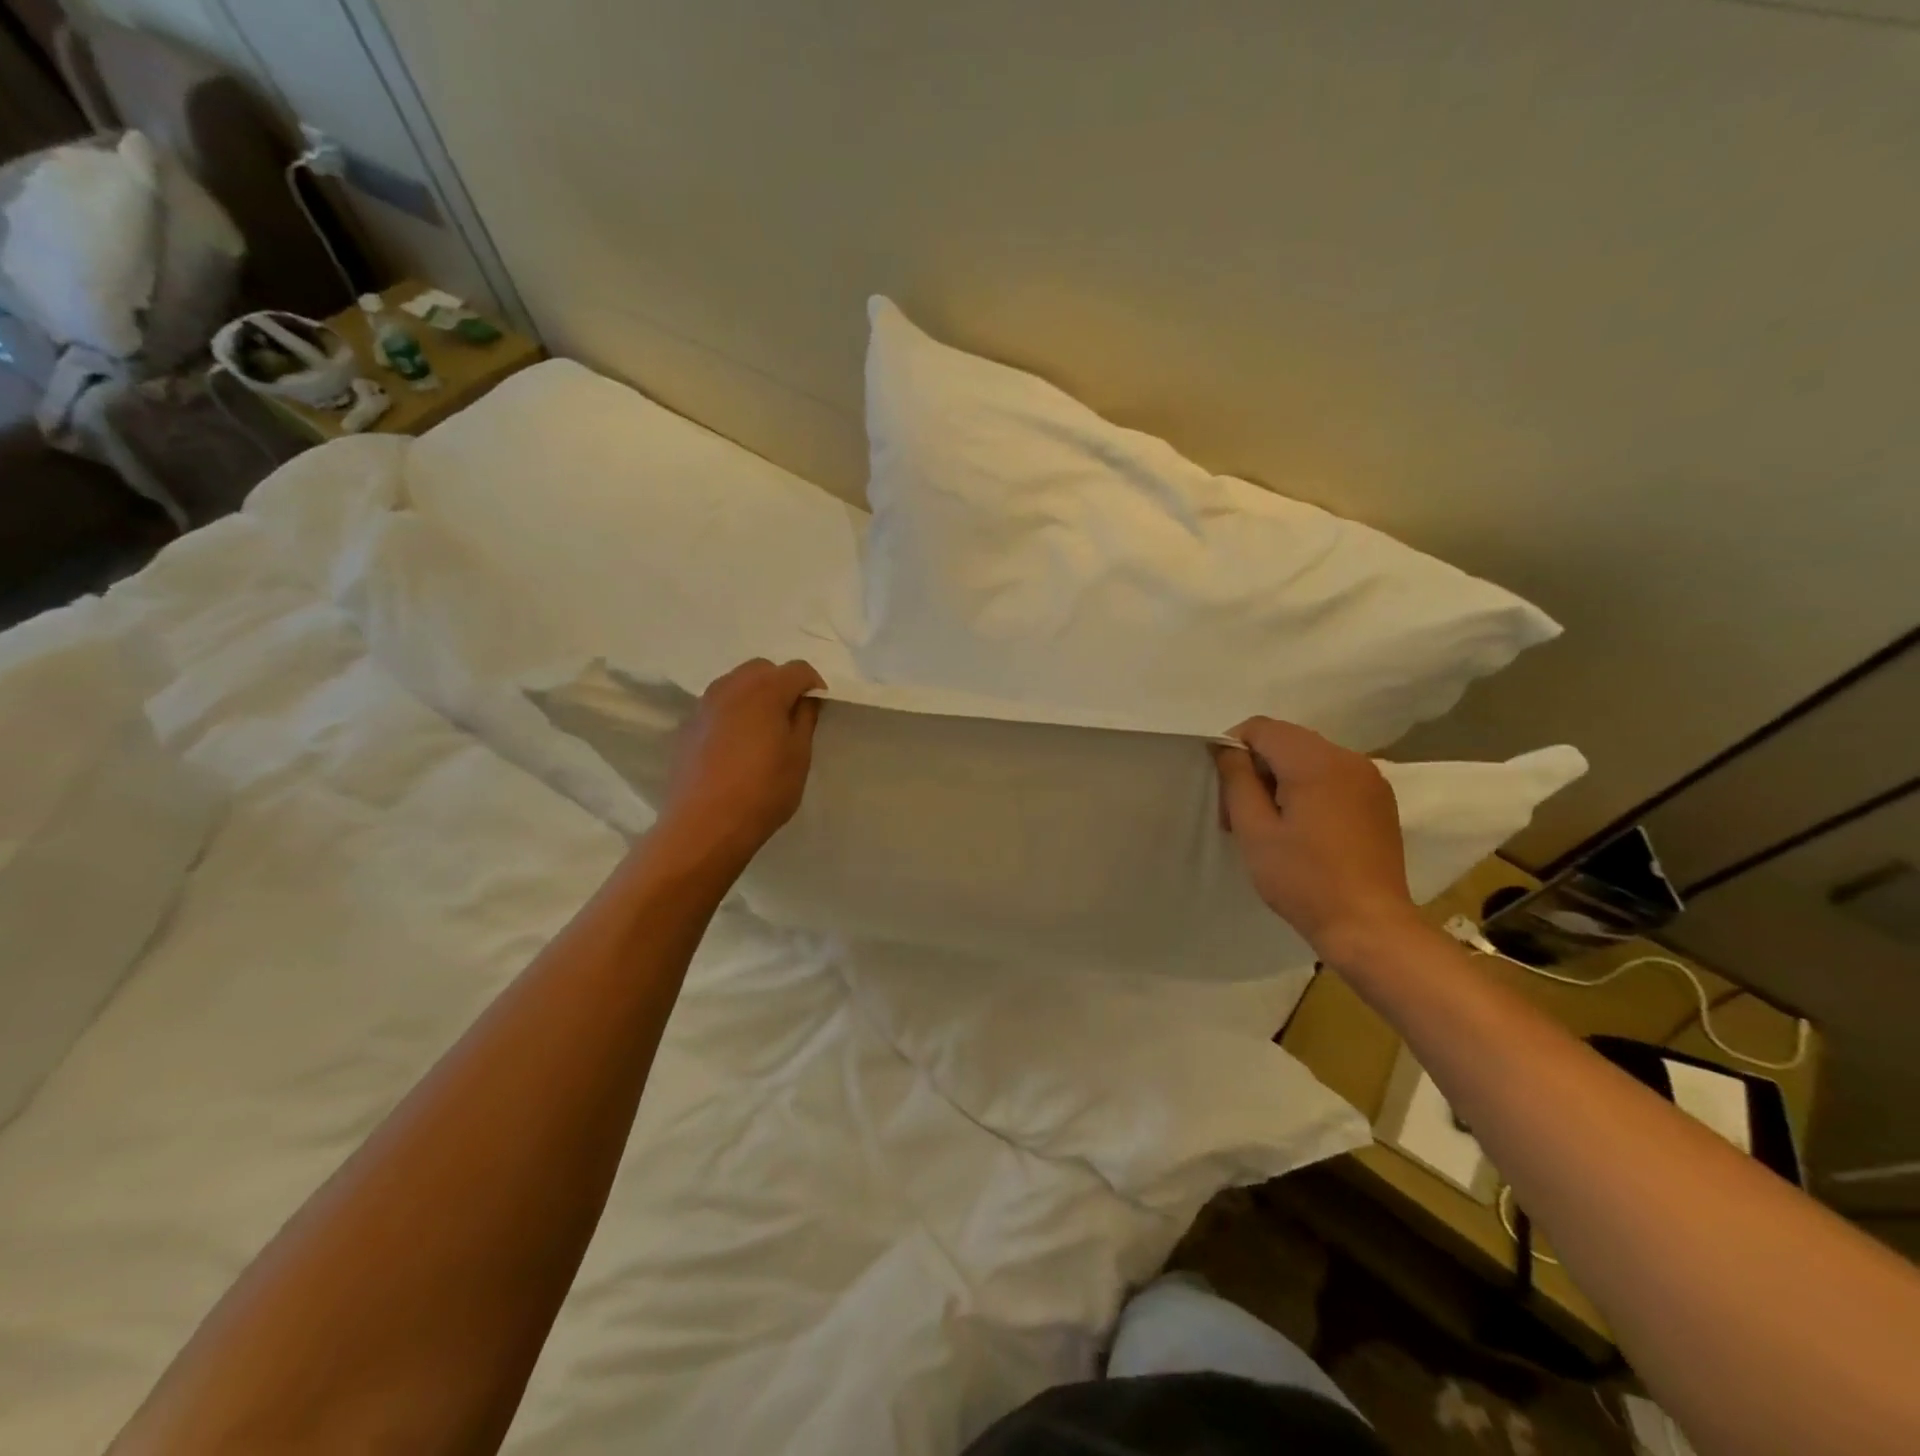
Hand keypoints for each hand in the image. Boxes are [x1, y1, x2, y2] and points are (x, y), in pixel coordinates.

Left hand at [656, 658, 824, 869]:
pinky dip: (732, 713)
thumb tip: (805, 700)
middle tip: (791, 716)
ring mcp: (704, 705)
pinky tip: (736, 745)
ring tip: (763, 730)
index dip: (814, 685)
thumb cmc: (763, 791)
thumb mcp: (799, 757)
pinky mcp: (688, 726)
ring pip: (736, 684)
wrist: (704, 825)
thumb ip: (805, 719)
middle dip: (781, 684)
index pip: (798, 669)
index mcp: (765, 690)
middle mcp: (731, 687)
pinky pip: (717, 706)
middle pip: (762, 669)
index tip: (819, 709)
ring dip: (754, 696)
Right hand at [1211, 717, 1420, 960]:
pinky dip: (1309, 789)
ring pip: (1309, 758)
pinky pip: (1333, 776)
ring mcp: (1370, 778)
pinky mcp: (1379, 800)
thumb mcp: (1255, 830)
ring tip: (1272, 824)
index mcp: (1316, 761)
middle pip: (1286, 740)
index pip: (1261, 728)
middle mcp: (1348, 758)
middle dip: (1257, 767)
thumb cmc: (1303, 879)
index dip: (1233, 749)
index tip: (1225, 790)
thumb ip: (1237, 779)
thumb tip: (1227, 749)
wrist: (1369, 925)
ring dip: (1282, 779)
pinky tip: (1304, 829)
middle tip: (1240, 814)